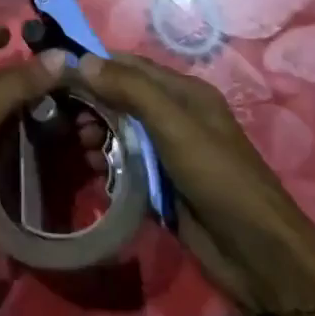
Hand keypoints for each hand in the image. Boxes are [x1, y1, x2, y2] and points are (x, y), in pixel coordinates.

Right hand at [65, 49, 314, 315]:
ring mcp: (167, 152)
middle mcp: (174, 116)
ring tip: (81, 146)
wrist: (258, 255)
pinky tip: (95, 170)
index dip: (94, 64)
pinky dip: (106, 161)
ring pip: (119, 130)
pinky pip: (124, 163)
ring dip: (96, 133)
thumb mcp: (174, 126)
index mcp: (184, 93)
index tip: (56, 71)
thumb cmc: (218, 177)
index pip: (129, 65)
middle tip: (64, 117)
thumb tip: (82, 60)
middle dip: (92, 102)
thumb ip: (130, 90)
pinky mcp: (160, 184)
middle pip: (121, 97)